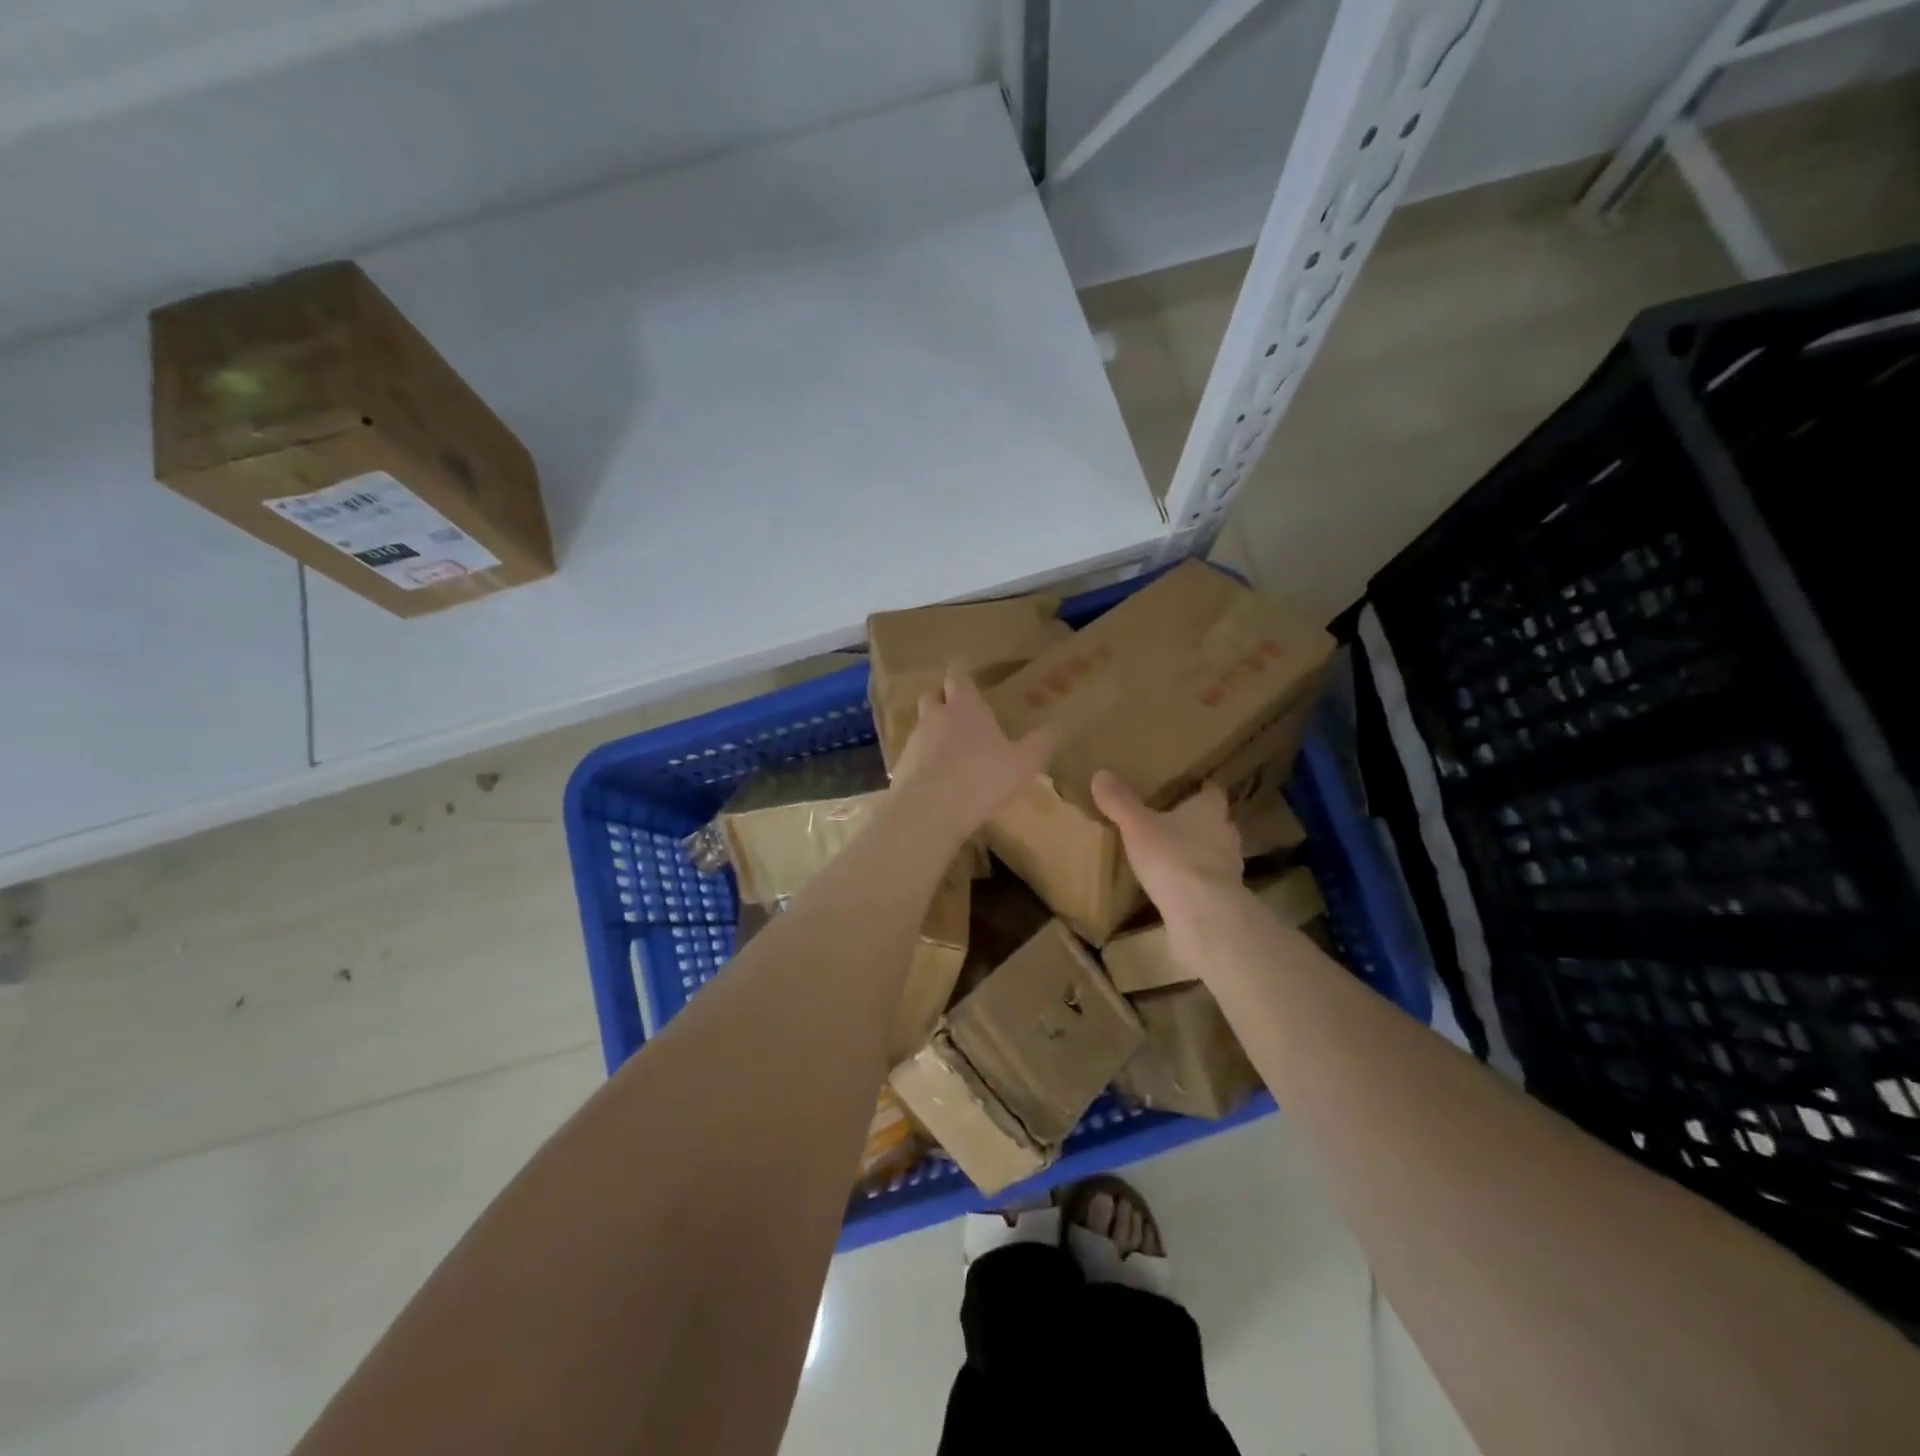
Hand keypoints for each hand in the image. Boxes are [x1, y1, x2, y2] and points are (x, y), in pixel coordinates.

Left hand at [890, 664, 1058, 842]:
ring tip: (950, 749)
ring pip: (922, 726)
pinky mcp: (900, 767)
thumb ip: (1040, 744)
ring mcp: (914, 741)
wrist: (929, 810)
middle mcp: (935, 716)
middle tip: (958, 711)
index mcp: (965, 706)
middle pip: (932, 696)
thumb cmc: (982, 777)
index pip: (957, 676)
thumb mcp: (1023, 763)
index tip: (965, 676)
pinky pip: (913, 755)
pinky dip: (923, 760)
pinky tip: (936, 778)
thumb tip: (1055, 728)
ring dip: (933, 732)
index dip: (961, 675)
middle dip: (943, 699)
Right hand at [1091, 771, 1242, 916]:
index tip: (1188, 788)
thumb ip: (1120, 801)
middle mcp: (1226, 833)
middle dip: (1199, 821)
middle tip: (1174, 821)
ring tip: (1175, 854)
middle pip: (1217, 821)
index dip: (1201, 789)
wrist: (1202, 911)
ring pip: (1216, 851)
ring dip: (1200, 851)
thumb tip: (1101, 774)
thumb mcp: (1137, 826)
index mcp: (1209, 810)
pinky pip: (1211, 880)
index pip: (1213, 791)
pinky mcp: (1225, 896)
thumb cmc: (1172, 857)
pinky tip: (1179, 885)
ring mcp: (1231, 866)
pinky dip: (1197, 879)